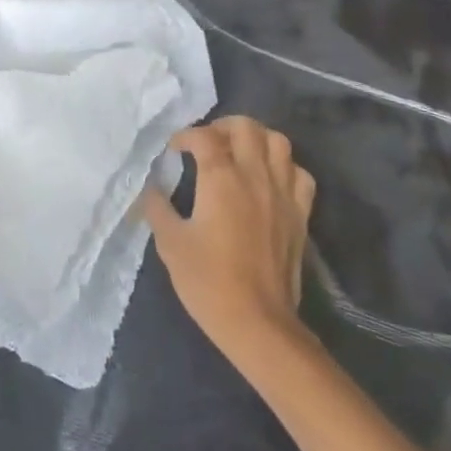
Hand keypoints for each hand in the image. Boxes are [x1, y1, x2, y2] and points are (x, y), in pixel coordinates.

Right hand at [143, 115, 315, 367]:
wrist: (258, 323)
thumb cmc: (209, 282)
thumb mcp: (170, 244)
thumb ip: (157, 208)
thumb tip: (149, 187)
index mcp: (221, 178)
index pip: (203, 136)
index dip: (185, 136)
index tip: (173, 149)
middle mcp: (254, 175)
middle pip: (245, 127)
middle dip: (222, 126)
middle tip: (207, 143)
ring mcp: (282, 192)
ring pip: (278, 141)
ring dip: (256, 138)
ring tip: (240, 152)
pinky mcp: (300, 213)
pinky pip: (299, 173)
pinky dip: (285, 166)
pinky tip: (270, 178)